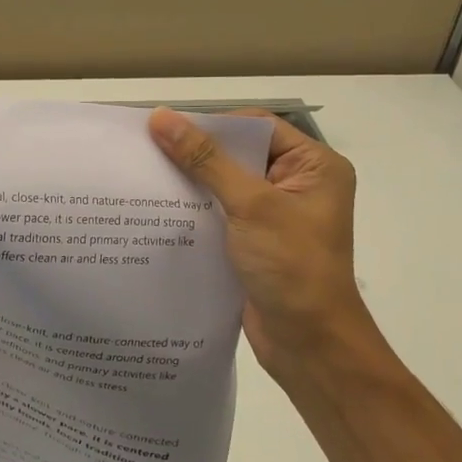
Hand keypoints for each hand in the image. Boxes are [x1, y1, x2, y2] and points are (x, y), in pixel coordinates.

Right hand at [147, 106, 372, 376]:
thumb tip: (161, 117)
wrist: (309, 344)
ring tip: (147, 175)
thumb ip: (205, 159)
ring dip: (192, 181)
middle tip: (149, 148)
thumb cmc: (292, 266)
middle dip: (197, 152)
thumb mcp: (250, 205)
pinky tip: (161, 208)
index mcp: (314, 166)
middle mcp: (298, 183)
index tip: (167, 127)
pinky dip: (195, 208)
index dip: (214, 124)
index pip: (257, 126)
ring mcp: (276, 214)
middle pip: (239, 152)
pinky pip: (220, 210)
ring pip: (225, 182)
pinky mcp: (255, 239)